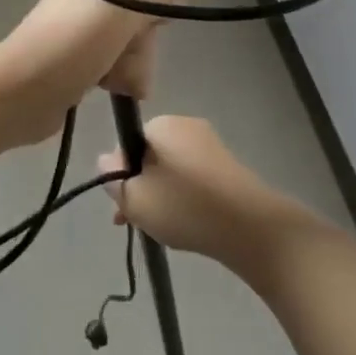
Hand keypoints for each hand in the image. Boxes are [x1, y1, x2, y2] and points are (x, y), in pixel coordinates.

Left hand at [0, 0, 173, 147]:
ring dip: (130, 68)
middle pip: (139, 22)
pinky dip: (117, 78)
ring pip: (130, 49)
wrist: (20, 92)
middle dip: (139, 48)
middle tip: (123, 60)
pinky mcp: (78, 63)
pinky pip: (114, 67)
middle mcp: (88, 0)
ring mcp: (82, 33)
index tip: (148, 31)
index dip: (152, 14)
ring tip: (114, 82)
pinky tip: (110, 89)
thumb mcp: (120, 13)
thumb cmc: (71, 45)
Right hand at [97, 116, 301, 269]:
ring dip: (160, 195)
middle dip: (140, 187)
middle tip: (134, 223)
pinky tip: (185, 224)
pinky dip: (183, 196)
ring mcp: (209, 144)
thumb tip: (105, 159)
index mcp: (163, 124)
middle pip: (149, 155)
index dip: (120, 174)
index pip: (128, 142)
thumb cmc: (185, 207)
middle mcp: (186, 125)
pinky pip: (192, 177)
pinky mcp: (226, 165)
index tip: (121, 206)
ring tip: (159, 230)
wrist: (250, 226)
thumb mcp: (137, 199)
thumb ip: (114, 179)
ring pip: (170, 169)